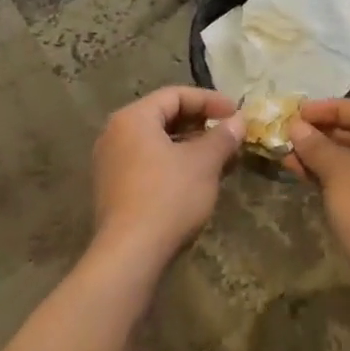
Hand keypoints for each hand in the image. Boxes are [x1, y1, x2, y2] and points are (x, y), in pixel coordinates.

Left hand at [92, 86, 244, 269]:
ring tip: (220, 158)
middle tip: (229, 134)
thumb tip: (238, 121)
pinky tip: (198, 180)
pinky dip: (174, 164)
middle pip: (164, 117)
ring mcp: (110, 163)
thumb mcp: (203, 163)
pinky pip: (148, 164)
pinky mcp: (113, 190)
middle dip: (200, 124)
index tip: (236, 113)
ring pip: (157, 143)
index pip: (175, 95)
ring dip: (190, 146)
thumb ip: (222, 137)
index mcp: (133, 118)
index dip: (209, 101)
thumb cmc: (168, 196)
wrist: (130, 255)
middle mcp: (115, 134)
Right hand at [287, 99, 349, 332]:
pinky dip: (325, 174)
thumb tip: (295, 126)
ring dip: (319, 154)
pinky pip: (348, 181)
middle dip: (322, 132)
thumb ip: (317, 146)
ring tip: (285, 150)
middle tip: (288, 130)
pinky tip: (296, 170)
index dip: (332, 109)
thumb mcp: (340, 173)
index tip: (300, 112)